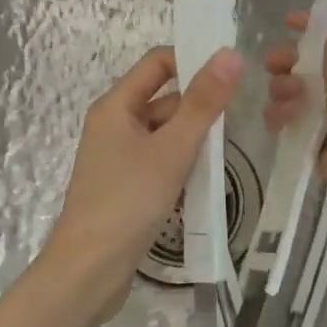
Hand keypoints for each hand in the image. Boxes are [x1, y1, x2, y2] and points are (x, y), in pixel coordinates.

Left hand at [39, 45, 243, 325]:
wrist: (89, 271)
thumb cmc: (128, 201)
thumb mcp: (172, 148)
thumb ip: (203, 102)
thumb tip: (230, 54)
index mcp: (115, 106)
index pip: (157, 63)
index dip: (192, 61)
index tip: (230, 76)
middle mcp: (113, 124)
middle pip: (163, 99)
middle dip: (197, 107)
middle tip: (237, 121)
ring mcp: (117, 157)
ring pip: (164, 133)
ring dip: (192, 139)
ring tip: (226, 153)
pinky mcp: (124, 185)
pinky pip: (158, 160)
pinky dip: (180, 164)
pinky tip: (202, 181)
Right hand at [264, 0, 326, 194]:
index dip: (306, 27)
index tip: (288, 24)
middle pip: (303, 63)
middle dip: (285, 60)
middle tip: (275, 64)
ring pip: (291, 92)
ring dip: (282, 90)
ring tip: (289, 98)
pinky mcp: (316, 138)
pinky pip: (287, 121)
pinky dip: (282, 117)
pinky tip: (284, 118)